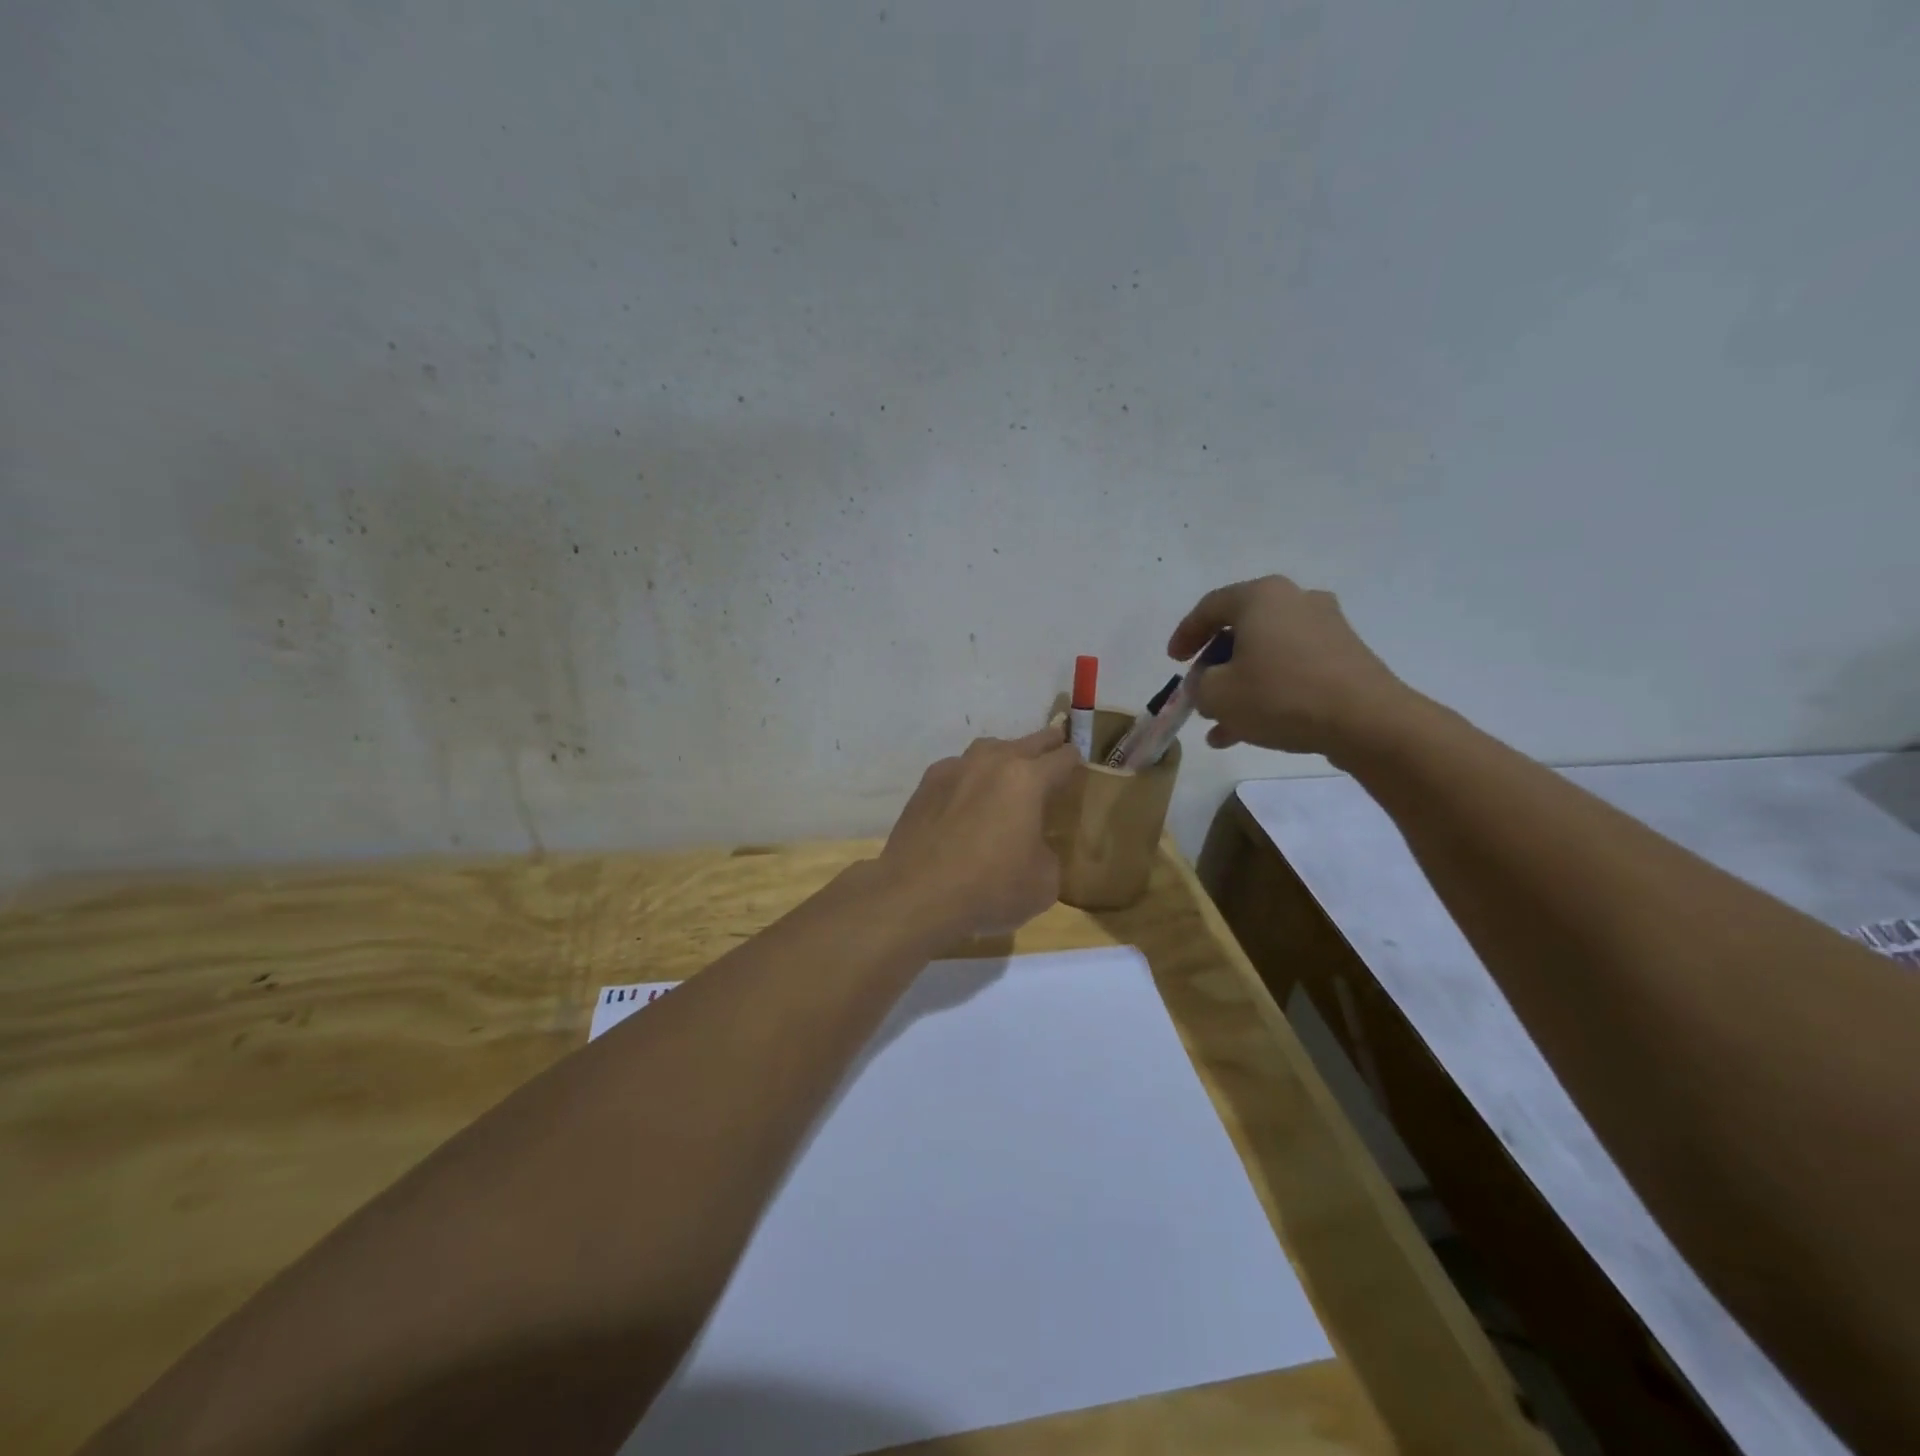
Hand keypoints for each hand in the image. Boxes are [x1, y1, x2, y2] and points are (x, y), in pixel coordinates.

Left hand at [876, 726, 1080, 939]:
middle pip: (1027, 742)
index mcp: (1027, 779)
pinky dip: (969, 777)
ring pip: (987, 750)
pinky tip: (967, 797)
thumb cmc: (990, 887)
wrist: (916, 893)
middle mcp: (991, 762)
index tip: (1079, 765)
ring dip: (1004, 756)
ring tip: (1009, 772)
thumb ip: (1047, 853)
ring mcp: (954, 769)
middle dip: (1045, 743)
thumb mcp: (1043, 882)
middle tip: (1055, 745)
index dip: (1075, 761)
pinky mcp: (925, 785)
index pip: (1062, 758)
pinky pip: (957, 770)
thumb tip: (1033, 846)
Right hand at [1167, 575, 1410, 756]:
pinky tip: (1250, 729)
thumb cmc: (1280, 695)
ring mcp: (1325, 628)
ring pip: (1266, 655)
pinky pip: (1292, 669)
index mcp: (1261, 597)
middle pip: (1240, 631)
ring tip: (1219, 724)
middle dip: (1214, 666)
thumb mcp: (1217, 694)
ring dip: (1239, 686)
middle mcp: (1295, 601)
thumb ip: (1197, 685)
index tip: (1173, 661)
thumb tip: (1205, 683)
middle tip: (1199, 692)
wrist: (1366, 720)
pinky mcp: (1344, 657)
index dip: (1185, 635)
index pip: (1209, 607)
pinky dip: (1268, 692)